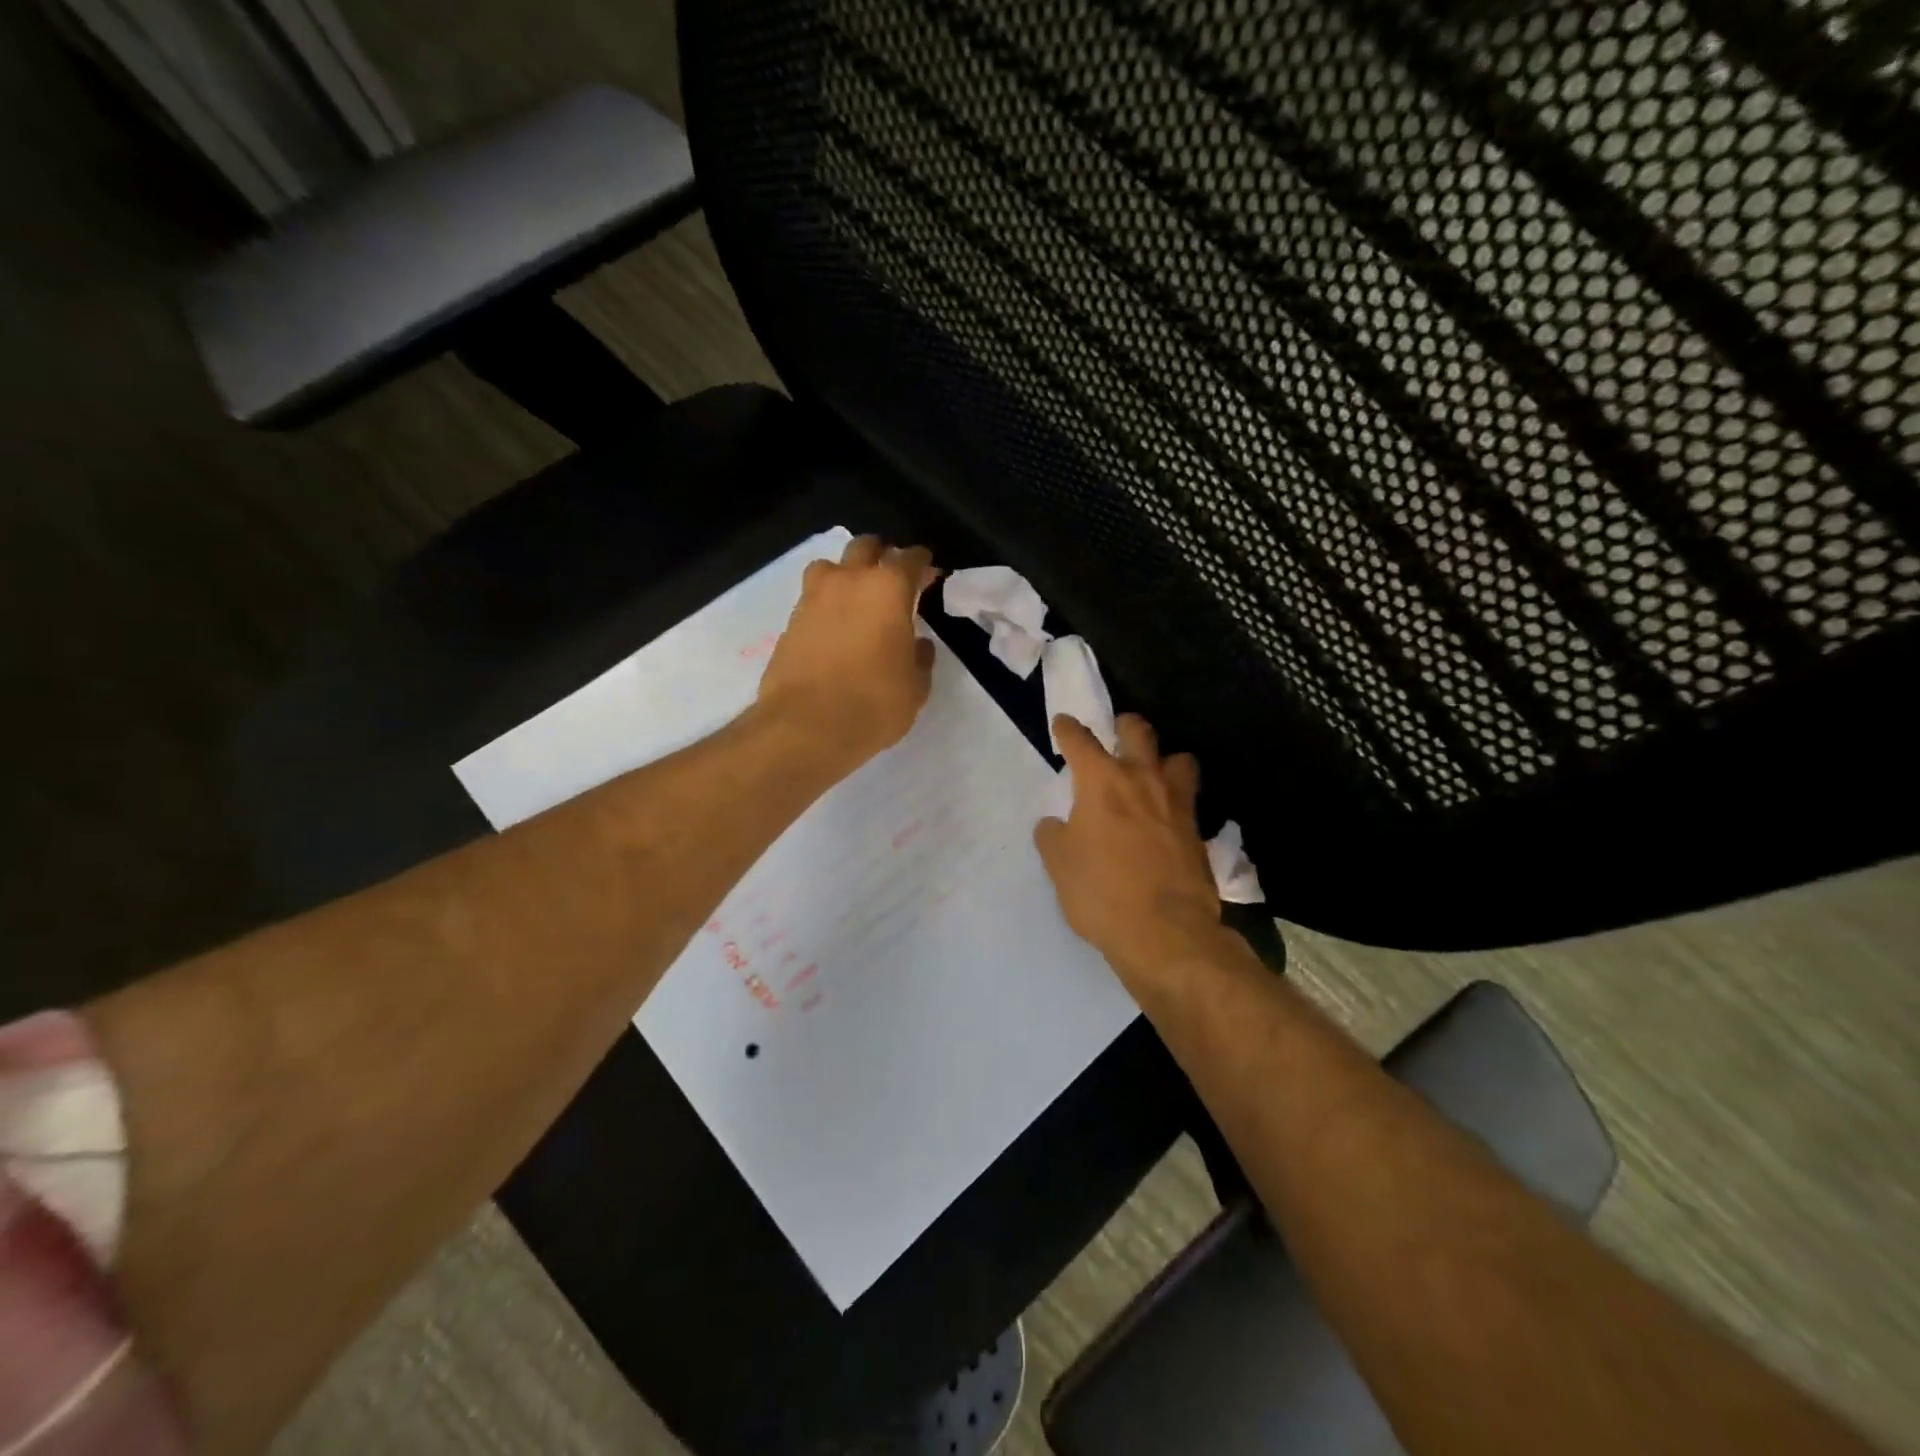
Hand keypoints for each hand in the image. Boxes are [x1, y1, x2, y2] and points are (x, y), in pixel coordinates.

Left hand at [757, 535, 939, 770]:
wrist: (806, 728)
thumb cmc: (873, 705)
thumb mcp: (915, 688)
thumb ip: (920, 659)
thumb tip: (917, 645)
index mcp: (888, 589)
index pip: (910, 559)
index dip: (923, 564)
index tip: (930, 574)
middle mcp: (848, 582)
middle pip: (865, 548)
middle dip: (882, 556)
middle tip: (893, 578)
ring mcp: (813, 598)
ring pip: (830, 566)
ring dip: (846, 574)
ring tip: (856, 597)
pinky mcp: (789, 622)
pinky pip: (812, 598)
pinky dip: (826, 604)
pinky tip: (835, 627)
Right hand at [1034, 714, 1222, 988]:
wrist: (1165, 931)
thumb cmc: (1101, 892)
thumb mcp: (1059, 865)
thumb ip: (1053, 836)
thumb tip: (1054, 824)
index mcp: (1102, 781)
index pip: (1081, 740)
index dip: (1068, 729)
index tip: (1063, 723)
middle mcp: (1142, 780)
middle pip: (1138, 732)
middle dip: (1124, 725)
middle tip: (1117, 731)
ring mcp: (1176, 803)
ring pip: (1179, 759)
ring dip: (1164, 759)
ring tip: (1154, 773)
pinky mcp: (1197, 831)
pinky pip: (1189, 800)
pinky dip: (1177, 800)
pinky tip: (1168, 817)